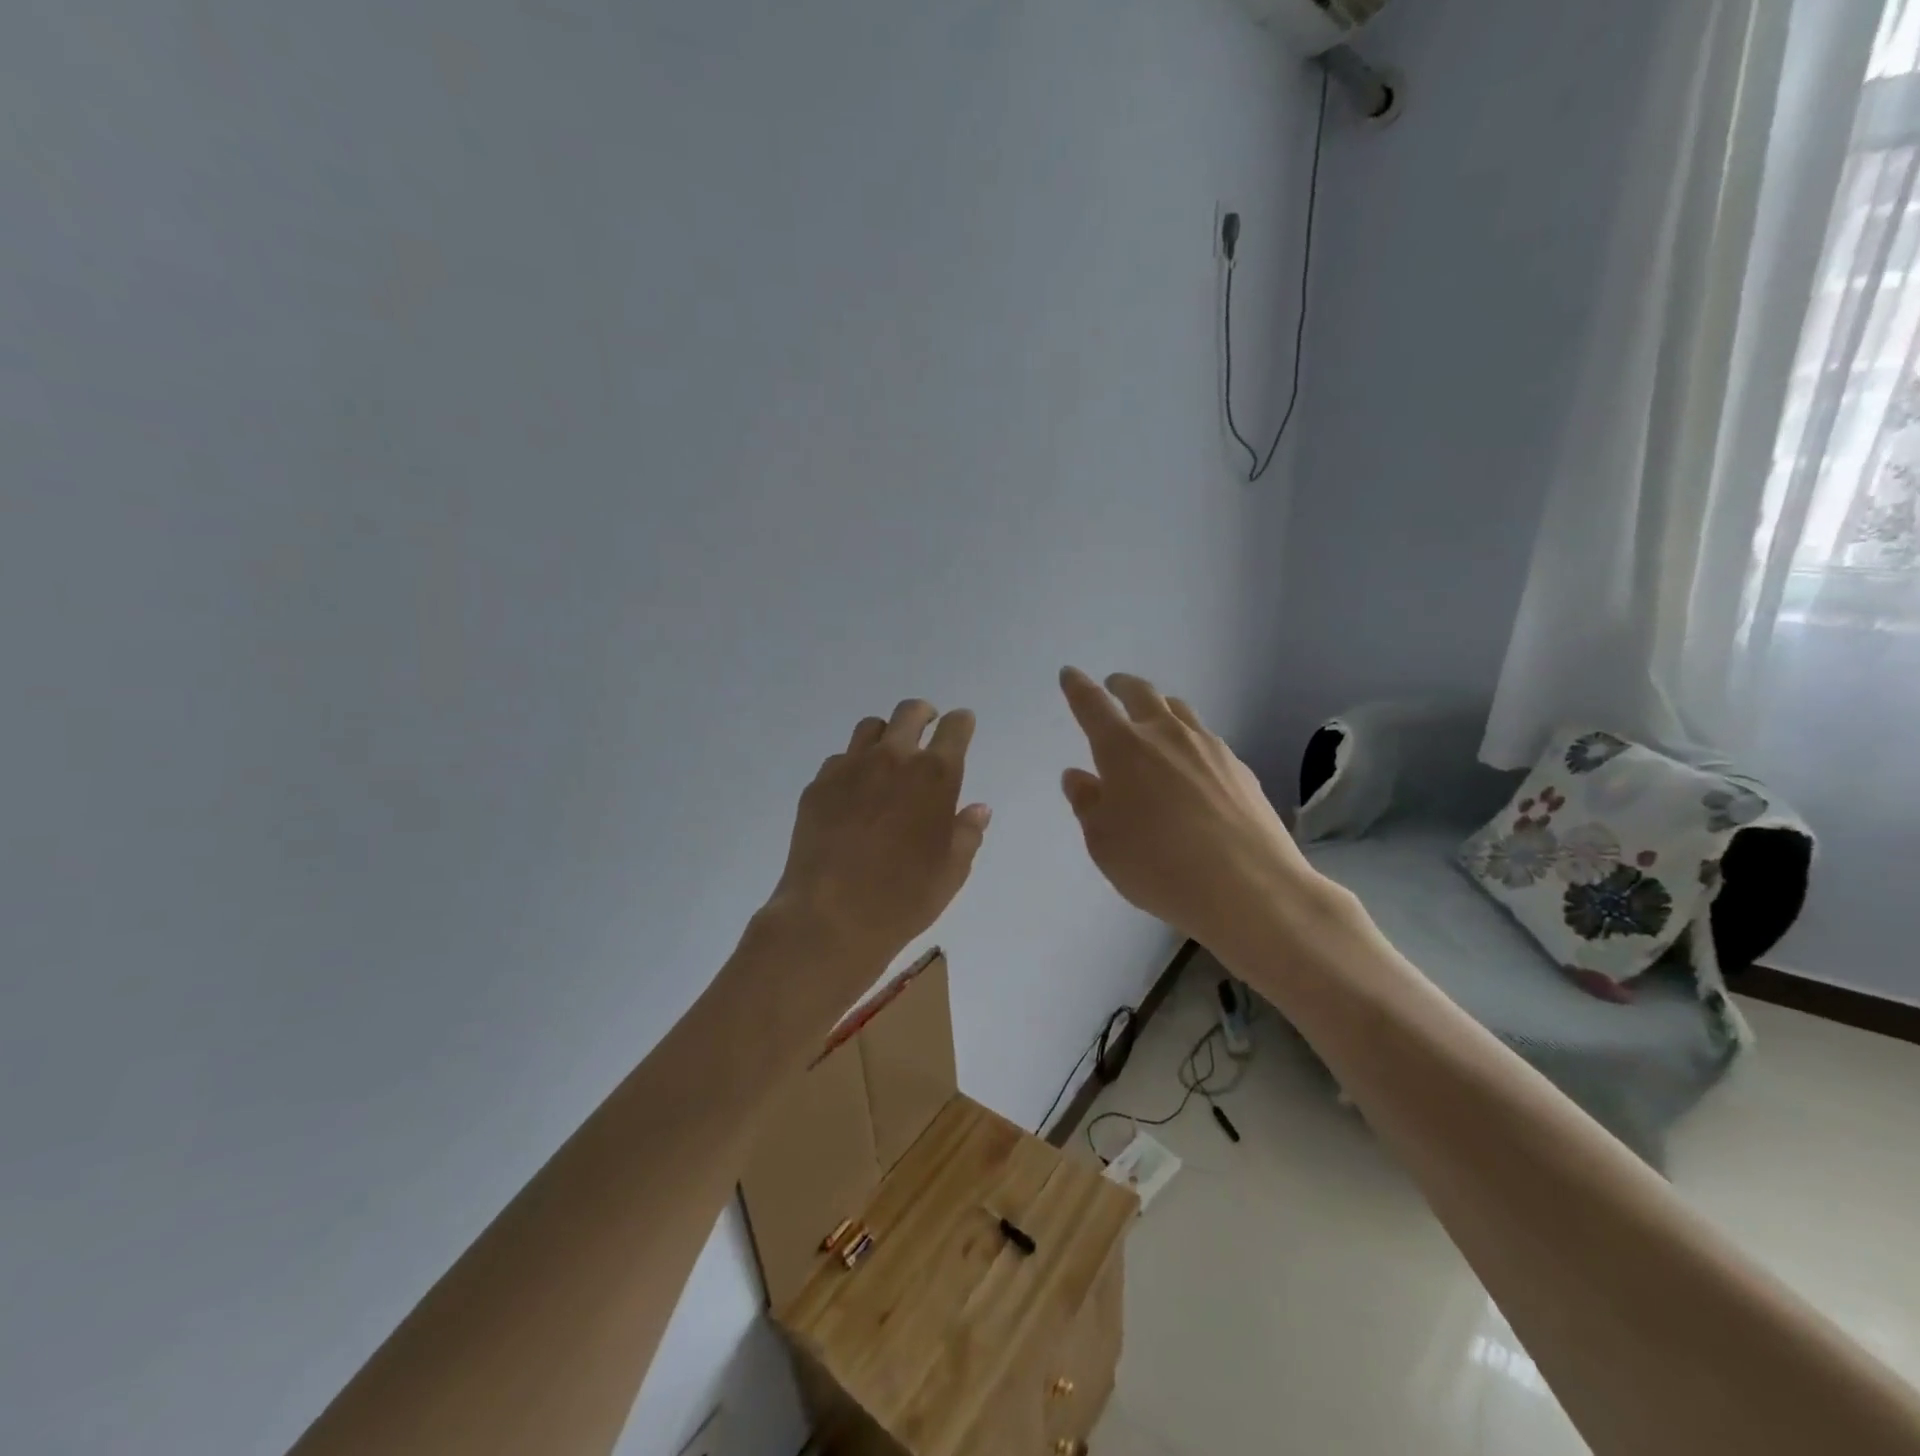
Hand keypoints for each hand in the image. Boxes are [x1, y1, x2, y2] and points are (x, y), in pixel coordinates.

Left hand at [761, 699, 989, 1019]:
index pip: (954, 728)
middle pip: (909, 712)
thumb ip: (967, 832)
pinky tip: (853, 794)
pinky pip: (839, 760)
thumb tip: (977, 809)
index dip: (960, 723)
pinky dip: (852, 766)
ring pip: (870, 728)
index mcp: (934, 775)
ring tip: (887, 758)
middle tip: (927, 726)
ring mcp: (850, 768)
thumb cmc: (904, 898)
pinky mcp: (818, 785)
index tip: (961, 725)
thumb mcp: (952, 871)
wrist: (831, 917)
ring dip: (886, 735)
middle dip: (923, 714)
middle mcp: (893, 759)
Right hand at [1058, 667, 1327, 955]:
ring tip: (1153, 718)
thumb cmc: (1158, 866)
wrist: (1249, 887)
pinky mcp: (1239, 767)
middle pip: (1141, 693)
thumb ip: (1087, 803)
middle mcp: (1166, 735)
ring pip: (1179, 710)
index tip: (1070, 674)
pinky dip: (1188, 739)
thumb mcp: (1104, 843)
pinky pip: (1206, 739)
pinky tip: (1191, 764)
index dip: (1078, 687)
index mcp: (1123, 748)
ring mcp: (1208, 747)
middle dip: (1122, 686)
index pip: (1092, 705)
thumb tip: (1077, 775)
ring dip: (1159, 706)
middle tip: (1113, 686)